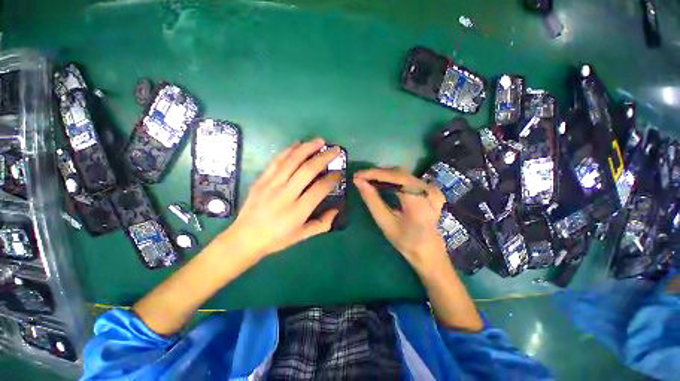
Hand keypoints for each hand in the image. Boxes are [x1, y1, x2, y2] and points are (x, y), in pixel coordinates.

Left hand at [223, 138, 340, 259]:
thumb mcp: (302, 236)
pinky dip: (288, 150)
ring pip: (292, 161)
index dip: (332, 178)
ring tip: (320, 141)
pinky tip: (298, 143)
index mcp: (297, 211)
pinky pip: (276, 161)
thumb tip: (336, 209)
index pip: (319, 188)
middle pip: (308, 170)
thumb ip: (322, 223)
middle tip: (335, 149)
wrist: (244, 238)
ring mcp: (271, 185)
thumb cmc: (276, 239)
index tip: (339, 172)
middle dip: (324, 157)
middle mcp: (285, 195)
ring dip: (307, 148)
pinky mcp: (261, 180)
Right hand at [353, 167, 448, 274]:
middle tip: (360, 177)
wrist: (429, 251)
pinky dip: (392, 178)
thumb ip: (372, 200)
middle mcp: (428, 190)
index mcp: (418, 201)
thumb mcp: (385, 222)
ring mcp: (431, 188)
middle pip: (399, 173)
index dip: (374, 174)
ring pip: (403, 174)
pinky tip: (382, 182)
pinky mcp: (430, 189)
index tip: (357, 175)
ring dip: (384, 175)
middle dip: (377, 173)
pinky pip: (408, 178)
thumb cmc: (405, 241)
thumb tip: (358, 182)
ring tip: (368, 179)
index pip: (395, 178)